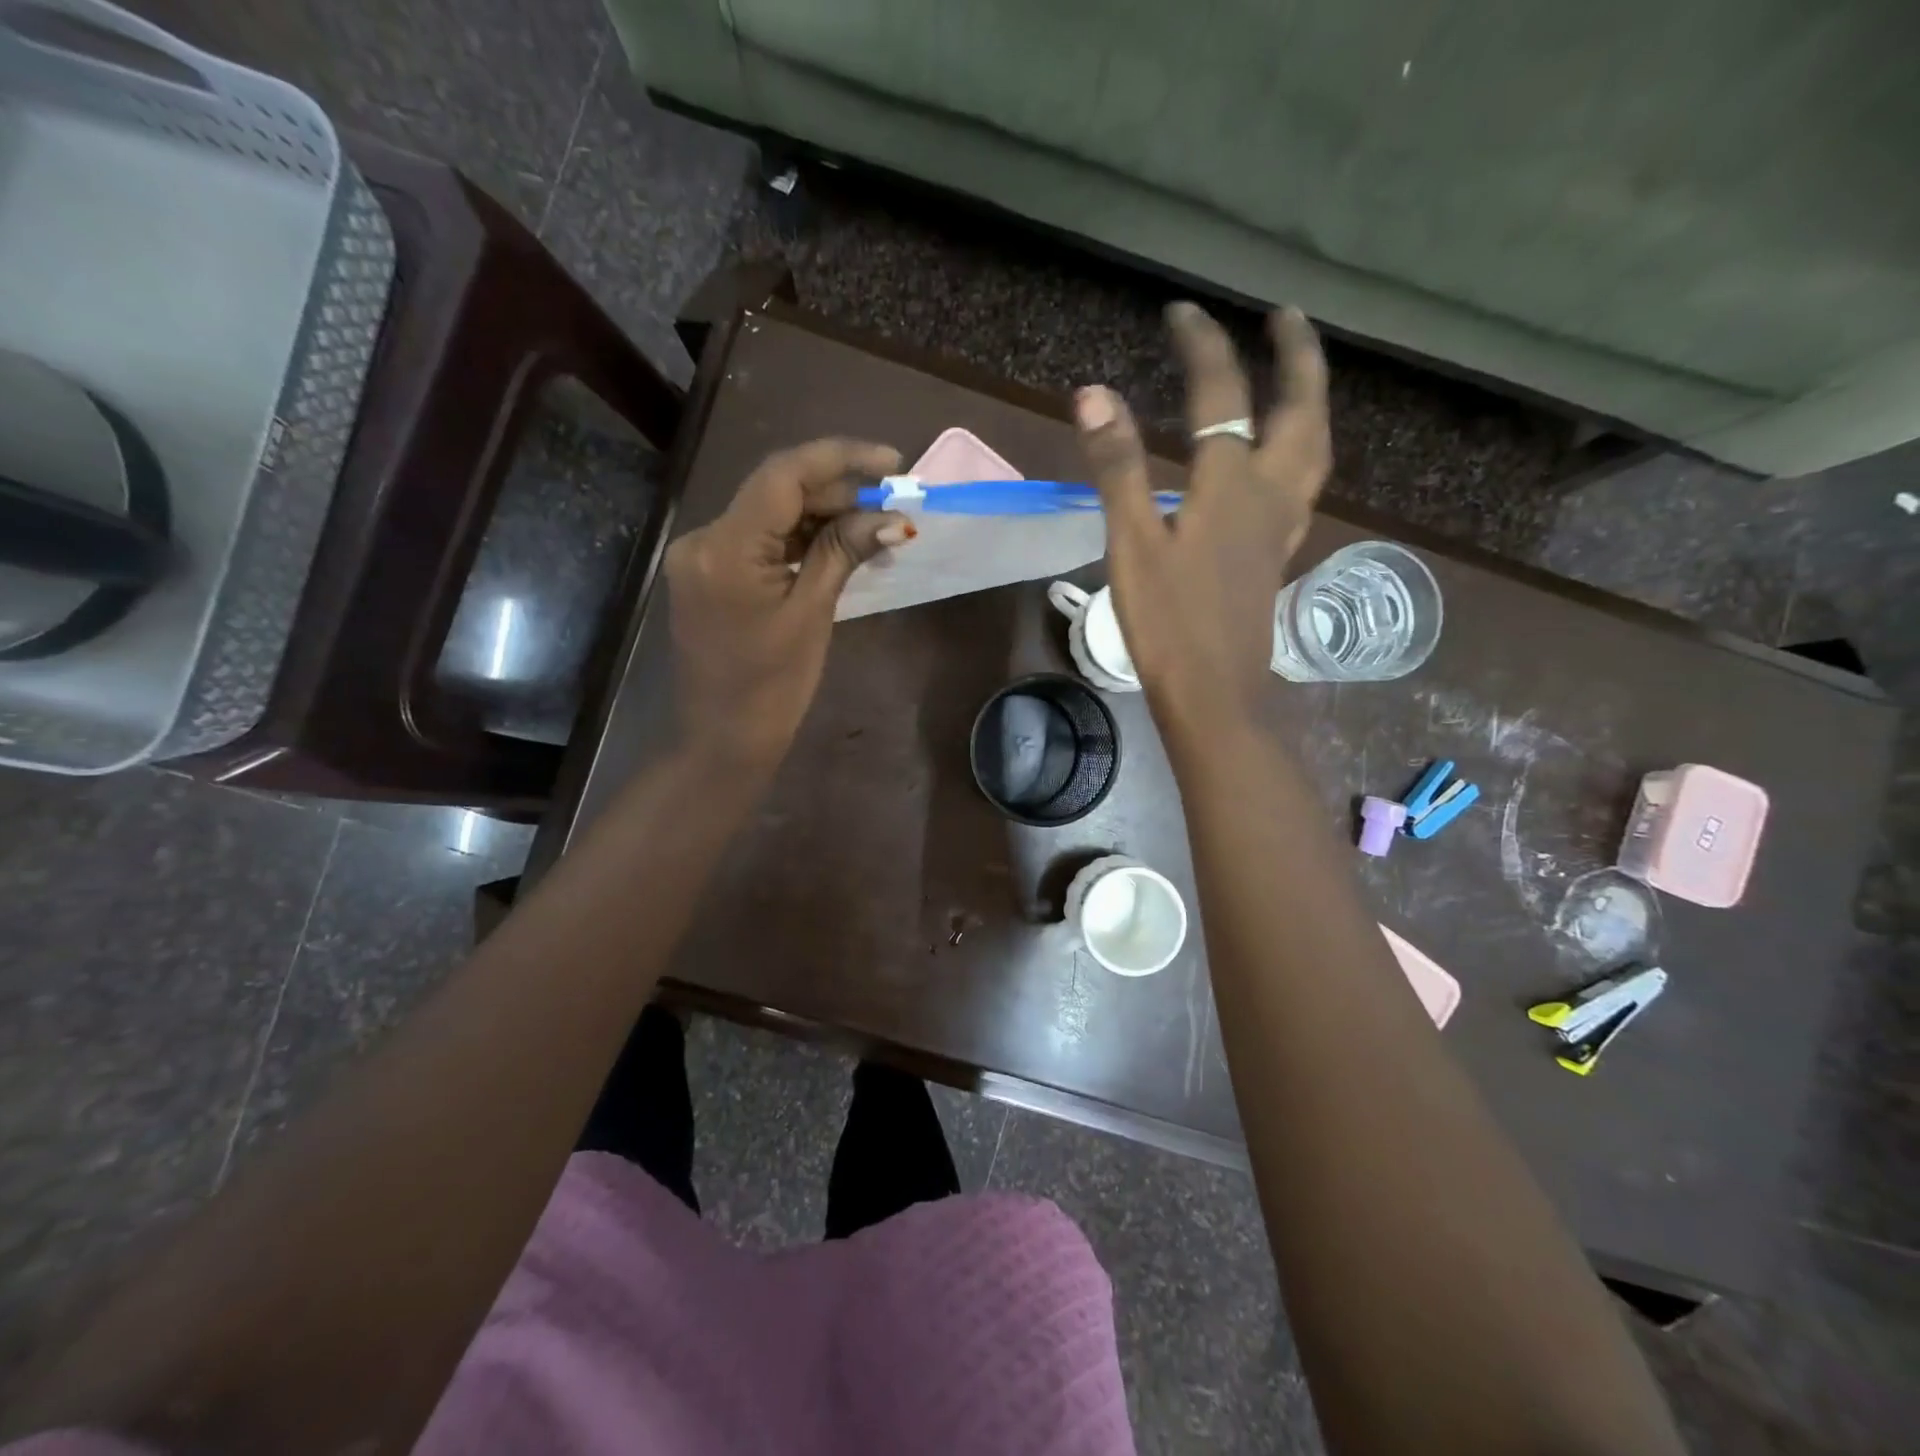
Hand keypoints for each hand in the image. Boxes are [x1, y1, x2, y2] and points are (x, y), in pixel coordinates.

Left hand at [664, 438, 911, 769]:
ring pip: (769, 514)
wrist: (722, 741)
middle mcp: (703, 539)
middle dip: (837, 491)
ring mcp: (700, 556)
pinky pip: (758, 541)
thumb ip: (844, 552)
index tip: (891, 463)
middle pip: (776, 491)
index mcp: (725, 548)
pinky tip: (838, 544)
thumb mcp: (812, 614)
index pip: (784, 475)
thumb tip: (893, 517)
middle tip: (892, 503)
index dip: (841, 458)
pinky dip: (798, 539)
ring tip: (876, 524)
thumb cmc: (772, 689)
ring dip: (821, 515)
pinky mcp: (708, 573)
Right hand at [1076, 303, 1329, 735]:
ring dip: (1312, 399)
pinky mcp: (1276, 554)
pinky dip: (1302, 449)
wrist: (1213, 691)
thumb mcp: (1133, 544)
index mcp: (1232, 484)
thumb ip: (1118, 468)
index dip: (1202, 346)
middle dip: (1295, 355)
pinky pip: (1304, 484)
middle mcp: (1270, 492)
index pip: (1223, 394)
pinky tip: (1285, 459)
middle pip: (1301, 409)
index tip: (1180, 312)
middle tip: (1284, 317)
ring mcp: (1281, 525)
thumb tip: (1094, 395)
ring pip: (1314, 446)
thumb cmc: (1168, 622)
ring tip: (1298, 376)